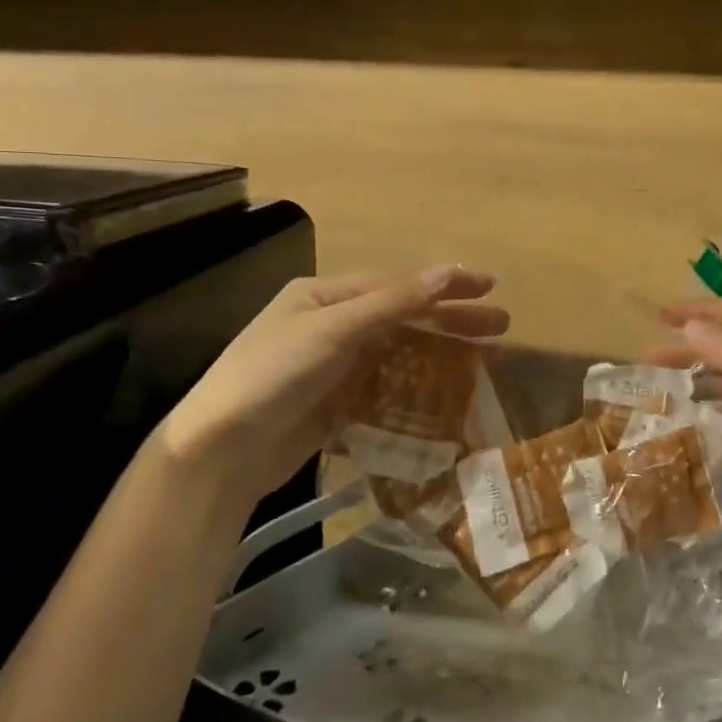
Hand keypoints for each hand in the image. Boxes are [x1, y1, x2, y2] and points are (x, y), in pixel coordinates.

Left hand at [151, 266, 507, 508]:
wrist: (220, 452)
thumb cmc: (273, 375)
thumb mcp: (334, 329)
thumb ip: (394, 302)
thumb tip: (449, 269)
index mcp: (326, 295)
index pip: (398, 283)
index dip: (445, 284)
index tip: (490, 288)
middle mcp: (331, 324)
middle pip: (403, 317)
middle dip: (452, 319)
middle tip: (501, 325)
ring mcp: (334, 367)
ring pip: (399, 353)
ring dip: (440, 354)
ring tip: (485, 360)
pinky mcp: (336, 404)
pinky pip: (386, 388)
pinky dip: (416, 388)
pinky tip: (446, 396)